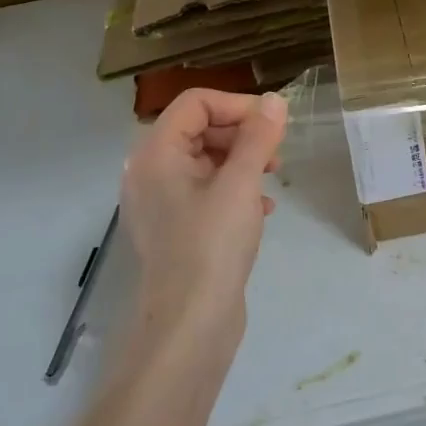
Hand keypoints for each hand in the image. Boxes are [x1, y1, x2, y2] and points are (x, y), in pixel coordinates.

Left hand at [119, 88, 287, 337]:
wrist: (190, 325)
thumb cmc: (212, 245)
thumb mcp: (241, 183)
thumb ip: (258, 136)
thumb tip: (273, 100)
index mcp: (156, 153)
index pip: (196, 103)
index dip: (237, 105)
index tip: (272, 124)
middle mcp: (150, 172)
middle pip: (199, 129)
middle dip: (241, 134)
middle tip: (275, 153)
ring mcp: (160, 203)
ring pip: (205, 160)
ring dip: (242, 161)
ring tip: (272, 178)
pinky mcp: (175, 228)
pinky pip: (205, 191)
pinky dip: (234, 189)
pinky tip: (262, 209)